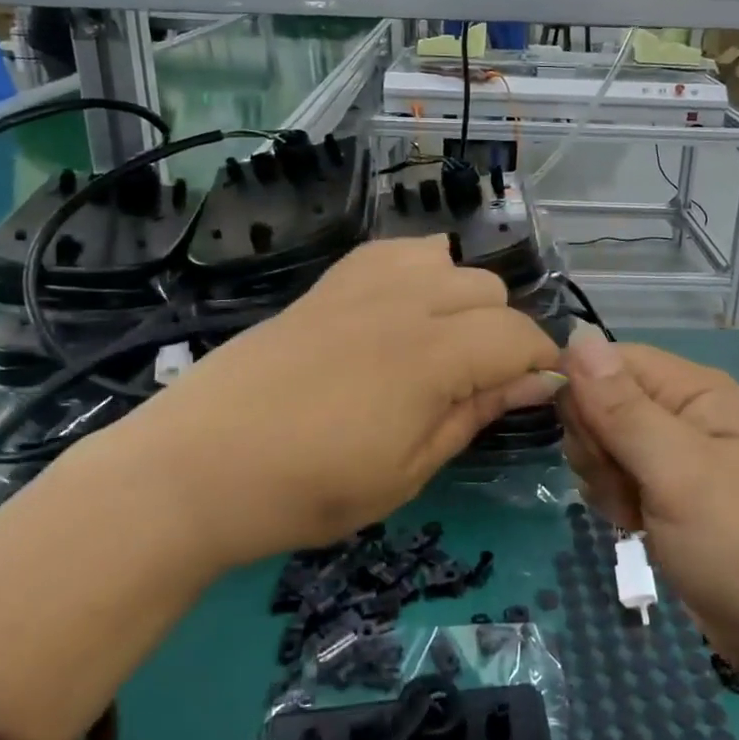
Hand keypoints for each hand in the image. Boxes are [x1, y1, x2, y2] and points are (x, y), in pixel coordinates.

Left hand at [99, 239, 562, 570]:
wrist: (197, 468)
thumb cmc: (309, 489)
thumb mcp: (409, 469)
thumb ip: (475, 413)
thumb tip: (538, 382)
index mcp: (433, 355)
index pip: (520, 334)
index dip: (541, 363)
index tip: (537, 394)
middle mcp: (406, 302)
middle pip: (489, 289)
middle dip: (502, 334)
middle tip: (476, 384)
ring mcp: (362, 284)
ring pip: (447, 259)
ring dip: (460, 298)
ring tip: (438, 343)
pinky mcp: (328, 283)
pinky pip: (393, 250)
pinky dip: (416, 271)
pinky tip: (399, 310)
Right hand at [558, 328, 738, 680]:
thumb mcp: (677, 471)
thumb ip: (621, 406)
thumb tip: (576, 332)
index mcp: (695, 390)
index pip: (611, 361)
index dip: (584, 392)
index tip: (589, 440)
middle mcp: (685, 413)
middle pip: (603, 402)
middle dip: (596, 444)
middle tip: (624, 484)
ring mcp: (679, 458)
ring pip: (605, 444)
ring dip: (604, 479)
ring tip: (636, 514)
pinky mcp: (671, 496)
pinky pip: (620, 479)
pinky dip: (617, 502)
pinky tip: (637, 528)